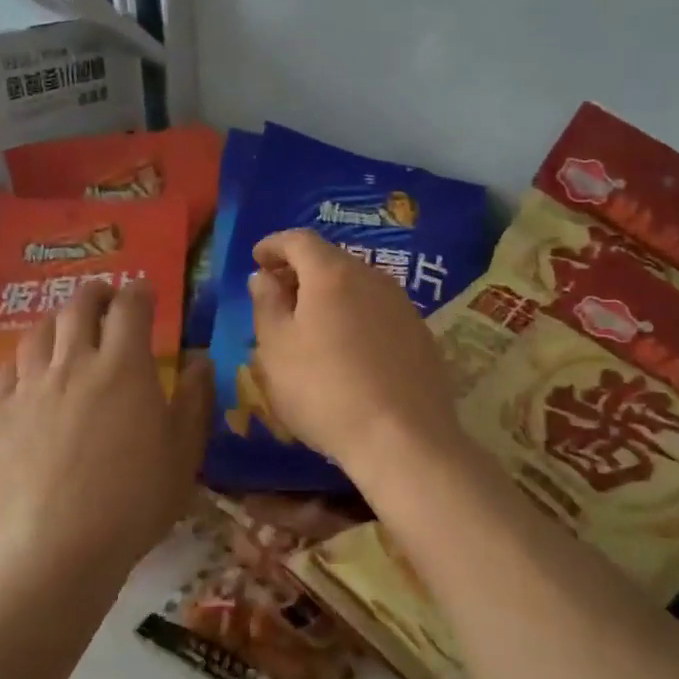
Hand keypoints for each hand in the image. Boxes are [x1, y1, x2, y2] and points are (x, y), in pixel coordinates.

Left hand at [0, 281, 213, 582]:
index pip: (130, 307)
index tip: (145, 292)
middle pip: (80, 307)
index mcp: (125, 366)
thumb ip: (194, 399)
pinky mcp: (2, 414)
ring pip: (39, 332)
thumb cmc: (136, 500)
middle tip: (106, 298)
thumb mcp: (184, 451)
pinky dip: (23, 358)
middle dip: (96, 294)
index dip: (139, 292)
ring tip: (67, 326)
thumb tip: (200, 359)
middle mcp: (75, 363)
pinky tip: (30, 368)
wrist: (62, 547)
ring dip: (58, 320)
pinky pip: (8, 369)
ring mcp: (33, 387)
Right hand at [247, 230, 459, 479]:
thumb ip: (266, 304)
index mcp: (332, 273)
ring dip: (329, 295)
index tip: (257, 260)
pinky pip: (378, 311)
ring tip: (310, 325)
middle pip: (330, 260)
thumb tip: (263, 276)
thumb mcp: (276, 349)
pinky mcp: (421, 334)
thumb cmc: (325, 390)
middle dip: (300, 271)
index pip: (298, 240)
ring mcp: (402, 305)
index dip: (273, 245)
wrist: (403, 439)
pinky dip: (356, 316)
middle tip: (278, 296)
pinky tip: (348, 349)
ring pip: (357, 285)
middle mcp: (373, 277)